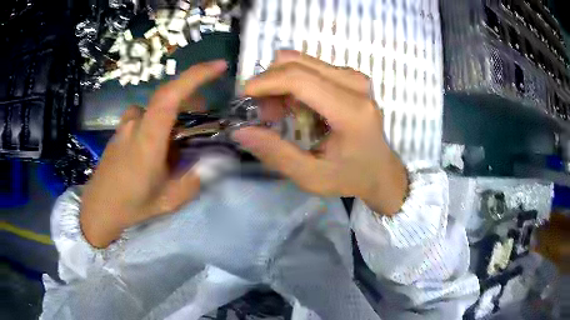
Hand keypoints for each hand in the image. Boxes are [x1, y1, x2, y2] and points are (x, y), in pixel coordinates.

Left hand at [80, 60, 227, 247]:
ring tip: (181, 135)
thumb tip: (212, 163)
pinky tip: (158, 146)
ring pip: (155, 108)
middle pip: (167, 96)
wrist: (98, 207)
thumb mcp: (169, 200)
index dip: (195, 75)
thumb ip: (194, 181)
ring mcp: (125, 125)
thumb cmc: (131, 205)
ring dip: (173, 113)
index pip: (171, 95)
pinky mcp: (120, 130)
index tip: (219, 66)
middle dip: (190, 97)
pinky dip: (159, 122)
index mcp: (148, 138)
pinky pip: (145, 116)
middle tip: (206, 113)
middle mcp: (135, 123)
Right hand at [232, 51, 407, 214]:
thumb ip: (276, 154)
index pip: (299, 79)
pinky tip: (295, 108)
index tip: (243, 98)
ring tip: (278, 113)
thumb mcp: (311, 176)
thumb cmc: (351, 176)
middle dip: (270, 83)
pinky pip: (311, 67)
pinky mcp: (351, 77)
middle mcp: (356, 85)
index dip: (265, 83)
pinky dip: (293, 84)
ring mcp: (355, 77)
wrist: (381, 170)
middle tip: (263, 113)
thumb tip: (240, 132)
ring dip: (280, 83)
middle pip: (297, 64)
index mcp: (351, 111)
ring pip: (301, 62)